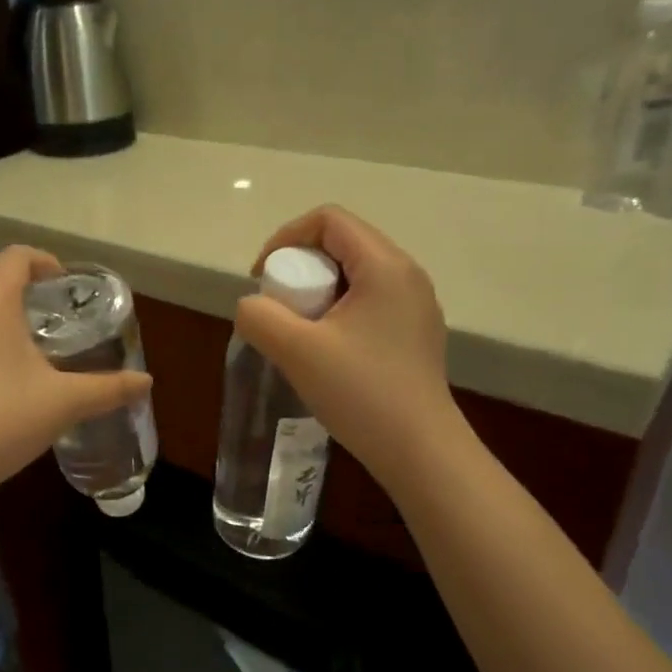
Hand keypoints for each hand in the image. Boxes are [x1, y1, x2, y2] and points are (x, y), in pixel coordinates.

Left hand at [0, 246, 151, 500]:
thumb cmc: (4, 419)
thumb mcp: (65, 403)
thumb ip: (108, 388)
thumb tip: (146, 382)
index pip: (15, 257)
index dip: (44, 262)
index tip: (65, 285)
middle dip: (28, 301)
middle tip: (58, 329)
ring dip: (4, 328)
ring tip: (32, 360)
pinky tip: (0, 390)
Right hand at [235, 205, 466, 491]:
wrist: (419, 451)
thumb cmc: (361, 393)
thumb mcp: (297, 351)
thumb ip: (260, 317)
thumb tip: (252, 306)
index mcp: (385, 266)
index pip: (329, 220)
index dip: (286, 238)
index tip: (263, 278)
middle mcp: (407, 275)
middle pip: (343, 243)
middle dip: (301, 266)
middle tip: (280, 307)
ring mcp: (416, 305)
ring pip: (356, 274)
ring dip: (319, 291)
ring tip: (300, 331)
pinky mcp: (415, 333)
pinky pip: (369, 302)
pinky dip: (339, 311)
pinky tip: (327, 351)